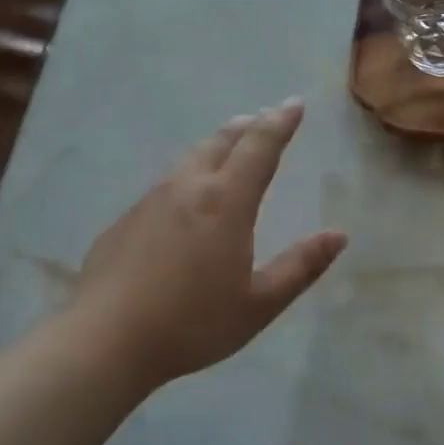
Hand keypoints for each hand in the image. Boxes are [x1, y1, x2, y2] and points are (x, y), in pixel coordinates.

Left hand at [67, 99, 345, 394]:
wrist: (105, 341)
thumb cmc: (192, 323)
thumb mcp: (259, 304)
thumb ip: (301, 266)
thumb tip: (339, 235)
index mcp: (226, 202)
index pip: (260, 147)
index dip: (280, 123)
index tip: (295, 103)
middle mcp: (188, 188)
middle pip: (221, 142)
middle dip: (248, 126)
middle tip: (264, 117)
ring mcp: (151, 201)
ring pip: (190, 158)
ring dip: (216, 145)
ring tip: (229, 144)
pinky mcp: (126, 220)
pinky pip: (166, 184)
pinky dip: (188, 174)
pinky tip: (185, 196)